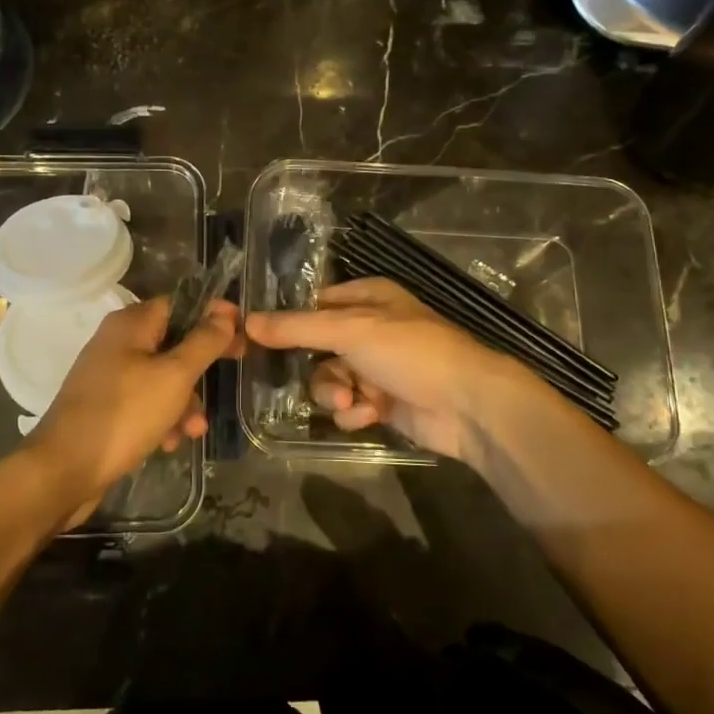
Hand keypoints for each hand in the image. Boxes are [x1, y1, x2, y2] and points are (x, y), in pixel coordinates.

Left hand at [24, 296, 239, 522]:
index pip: (180, 304)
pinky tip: (170, 443)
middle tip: (233, 372)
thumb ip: (203, 342)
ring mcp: (108, 376)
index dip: (212, 316)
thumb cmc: (124, 415)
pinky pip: (144, 402)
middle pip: (172, 342)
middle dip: (200, 367)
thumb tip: (225, 312)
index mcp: (131, 324)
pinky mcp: (105, 406)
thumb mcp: (174, 376)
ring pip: (161, 377)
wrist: (64, 470)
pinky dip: (162, 417)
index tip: (242, 334)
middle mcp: (117, 342)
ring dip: (184, 401)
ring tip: (194, 430)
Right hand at [244, 278, 521, 463]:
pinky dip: (356, 412)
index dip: (287, 322)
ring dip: (336, 394)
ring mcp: (379, 367)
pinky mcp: (385, 402)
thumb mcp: (351, 330)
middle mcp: (371, 329)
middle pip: (318, 348)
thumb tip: (245, 321)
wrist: (468, 404)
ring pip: (331, 380)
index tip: (255, 339)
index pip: (314, 305)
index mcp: (368, 298)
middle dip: (320, 371)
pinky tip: (371, 415)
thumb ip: (297, 328)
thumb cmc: (410, 352)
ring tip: (352, 404)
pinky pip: (351, 405)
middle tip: (328, 385)